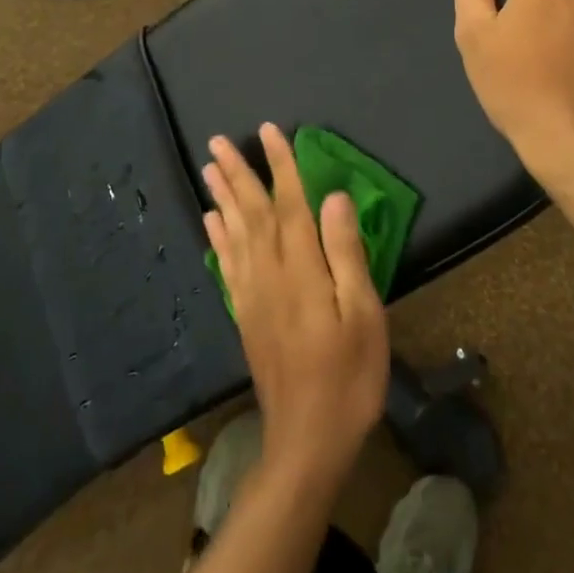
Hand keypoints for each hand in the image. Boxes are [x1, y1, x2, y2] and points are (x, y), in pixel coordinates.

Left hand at [203, 124, 389, 490]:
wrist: (306, 441)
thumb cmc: (349, 377)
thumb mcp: (364, 314)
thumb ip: (346, 253)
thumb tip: (334, 197)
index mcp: (302, 269)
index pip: (289, 203)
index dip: (280, 165)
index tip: (270, 130)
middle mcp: (269, 274)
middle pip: (253, 212)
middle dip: (238, 173)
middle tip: (218, 140)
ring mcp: (252, 295)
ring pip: (234, 234)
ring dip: (222, 197)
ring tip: (209, 168)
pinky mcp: (245, 316)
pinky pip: (227, 266)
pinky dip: (218, 238)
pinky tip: (212, 222)